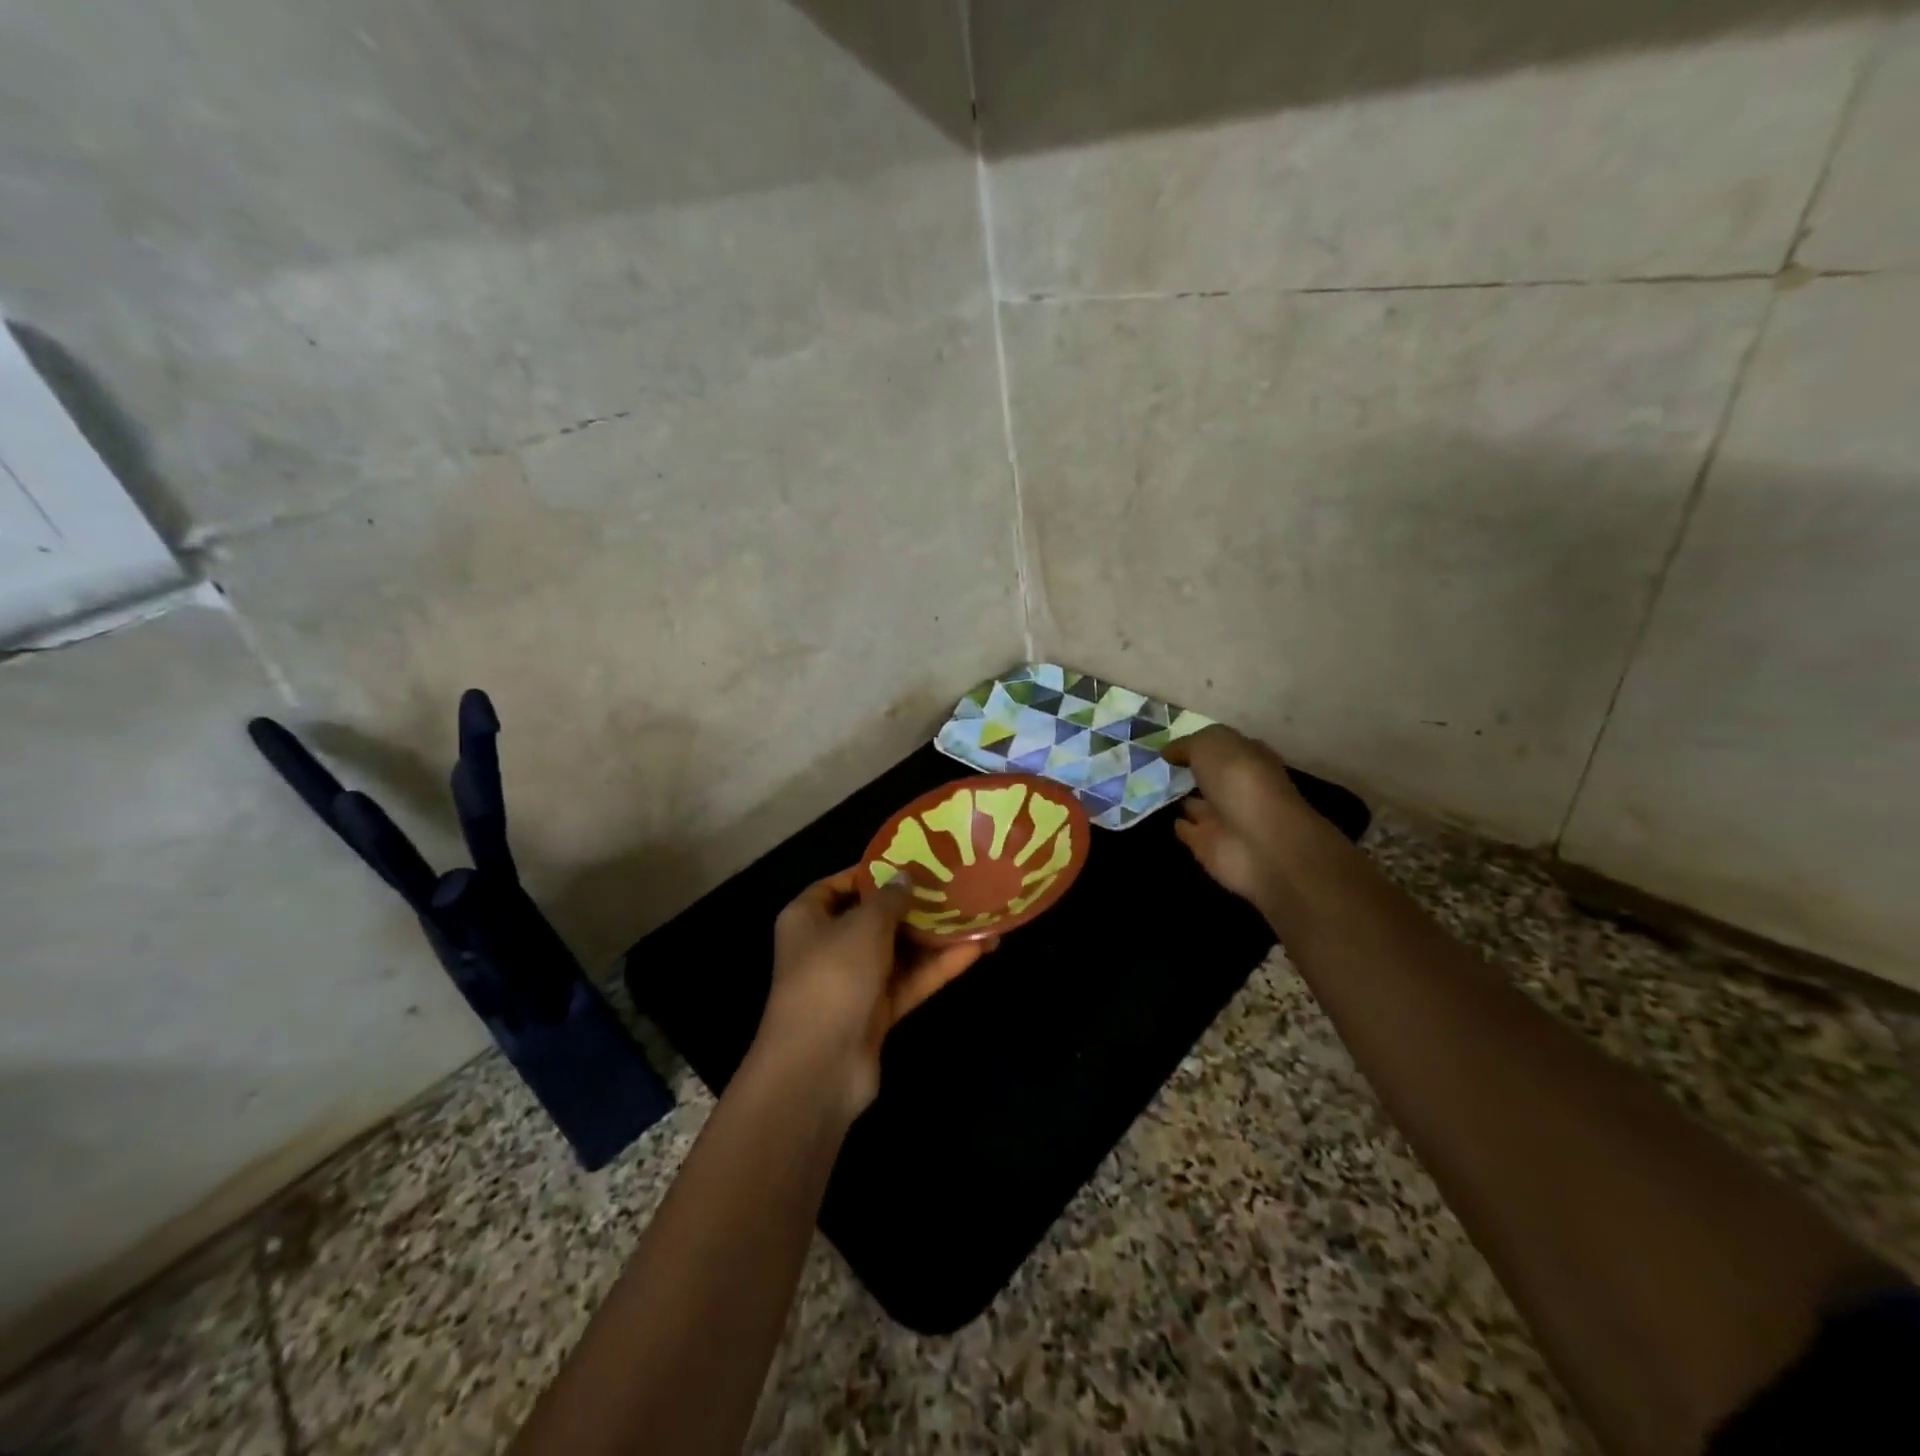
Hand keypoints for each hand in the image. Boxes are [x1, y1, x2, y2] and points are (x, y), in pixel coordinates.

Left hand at [754, 869, 991, 1115]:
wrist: (820, 1066)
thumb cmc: (833, 976)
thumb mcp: (864, 925)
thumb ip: (889, 898)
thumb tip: (905, 877)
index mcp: (808, 917)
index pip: (842, 884)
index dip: (876, 871)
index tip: (915, 861)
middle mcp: (829, 945)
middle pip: (877, 917)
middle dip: (916, 904)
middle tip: (957, 885)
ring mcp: (854, 981)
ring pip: (900, 950)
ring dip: (936, 937)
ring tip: (979, 916)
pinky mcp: (876, 1012)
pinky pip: (910, 980)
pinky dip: (939, 966)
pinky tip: (978, 949)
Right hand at [1165, 726, 1325, 912]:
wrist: (1259, 843)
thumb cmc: (1239, 781)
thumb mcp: (1209, 745)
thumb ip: (1186, 745)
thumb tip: (1167, 752)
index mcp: (1248, 758)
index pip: (1223, 747)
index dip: (1199, 743)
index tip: (1170, 744)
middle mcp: (1238, 787)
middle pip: (1210, 776)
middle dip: (1188, 770)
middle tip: (1154, 764)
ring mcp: (1225, 818)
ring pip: (1198, 804)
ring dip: (1180, 797)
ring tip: (1151, 788)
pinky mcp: (1210, 845)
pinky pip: (1189, 830)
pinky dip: (1179, 824)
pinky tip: (1162, 817)